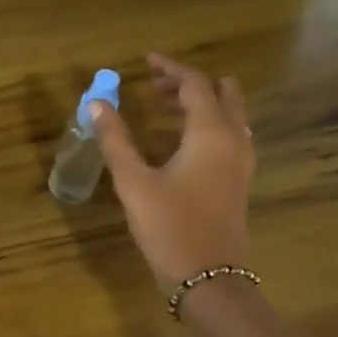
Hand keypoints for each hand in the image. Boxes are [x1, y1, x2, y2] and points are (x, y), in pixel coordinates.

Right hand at [90, 53, 255, 288]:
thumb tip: (96, 105)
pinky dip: (209, 124)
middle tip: (155, 85)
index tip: (146, 61)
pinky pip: (230, 135)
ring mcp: (241, 161)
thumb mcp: (134, 182)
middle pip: (220, 94)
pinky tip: (183, 141)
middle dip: (189, 83)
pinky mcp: (239, 181)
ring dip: (201, 103)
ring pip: (229, 115)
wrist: (207, 276)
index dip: (171, 68)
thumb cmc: (169, 226)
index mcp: (210, 133)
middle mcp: (233, 139)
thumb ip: (115, 140)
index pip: (194, 84)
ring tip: (165, 109)